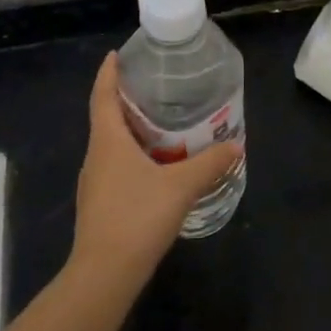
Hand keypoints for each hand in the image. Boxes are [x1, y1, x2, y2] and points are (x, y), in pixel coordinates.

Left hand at [68, 53, 242, 296]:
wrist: (105, 274)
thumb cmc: (138, 217)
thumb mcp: (181, 186)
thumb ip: (210, 163)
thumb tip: (236, 144)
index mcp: (108, 142)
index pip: (103, 96)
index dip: (108, 74)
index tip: (116, 55)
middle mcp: (96, 157)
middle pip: (106, 118)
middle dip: (125, 100)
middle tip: (153, 87)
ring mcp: (94, 183)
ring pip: (111, 145)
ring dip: (130, 130)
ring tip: (160, 122)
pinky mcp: (100, 204)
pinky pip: (115, 167)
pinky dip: (133, 155)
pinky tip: (156, 165)